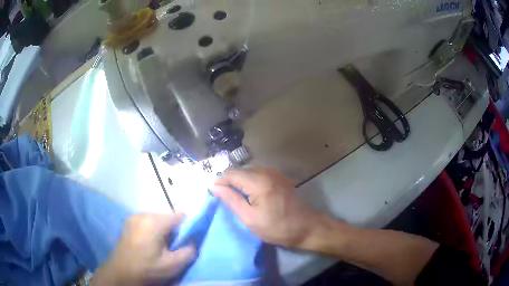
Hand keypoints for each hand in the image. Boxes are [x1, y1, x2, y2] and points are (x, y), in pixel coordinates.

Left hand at [91, 214, 195, 285]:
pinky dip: (152, 230)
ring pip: (157, 219)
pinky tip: (149, 244)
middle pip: (167, 217)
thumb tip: (193, 242)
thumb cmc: (147, 269)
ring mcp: (134, 217)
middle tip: (173, 246)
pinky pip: (147, 222)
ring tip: (161, 246)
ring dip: (162, 230)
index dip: (188, 225)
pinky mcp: (128, 223)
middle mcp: (143, 215)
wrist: (121, 273)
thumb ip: (188, 252)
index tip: (188, 239)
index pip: (180, 215)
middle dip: (174, 230)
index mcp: (154, 222)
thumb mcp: (172, 265)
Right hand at [211, 168, 325, 249]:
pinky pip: (257, 176)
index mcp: (257, 180)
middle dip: (229, 184)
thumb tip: (213, 185)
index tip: (216, 198)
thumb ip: (231, 200)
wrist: (308, 228)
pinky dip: (250, 185)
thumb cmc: (278, 228)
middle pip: (238, 171)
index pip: (229, 173)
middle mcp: (265, 171)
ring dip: (240, 185)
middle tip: (228, 202)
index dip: (219, 183)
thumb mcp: (250, 218)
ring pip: (247, 173)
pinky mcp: (279, 177)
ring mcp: (274, 173)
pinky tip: (253, 199)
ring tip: (239, 202)